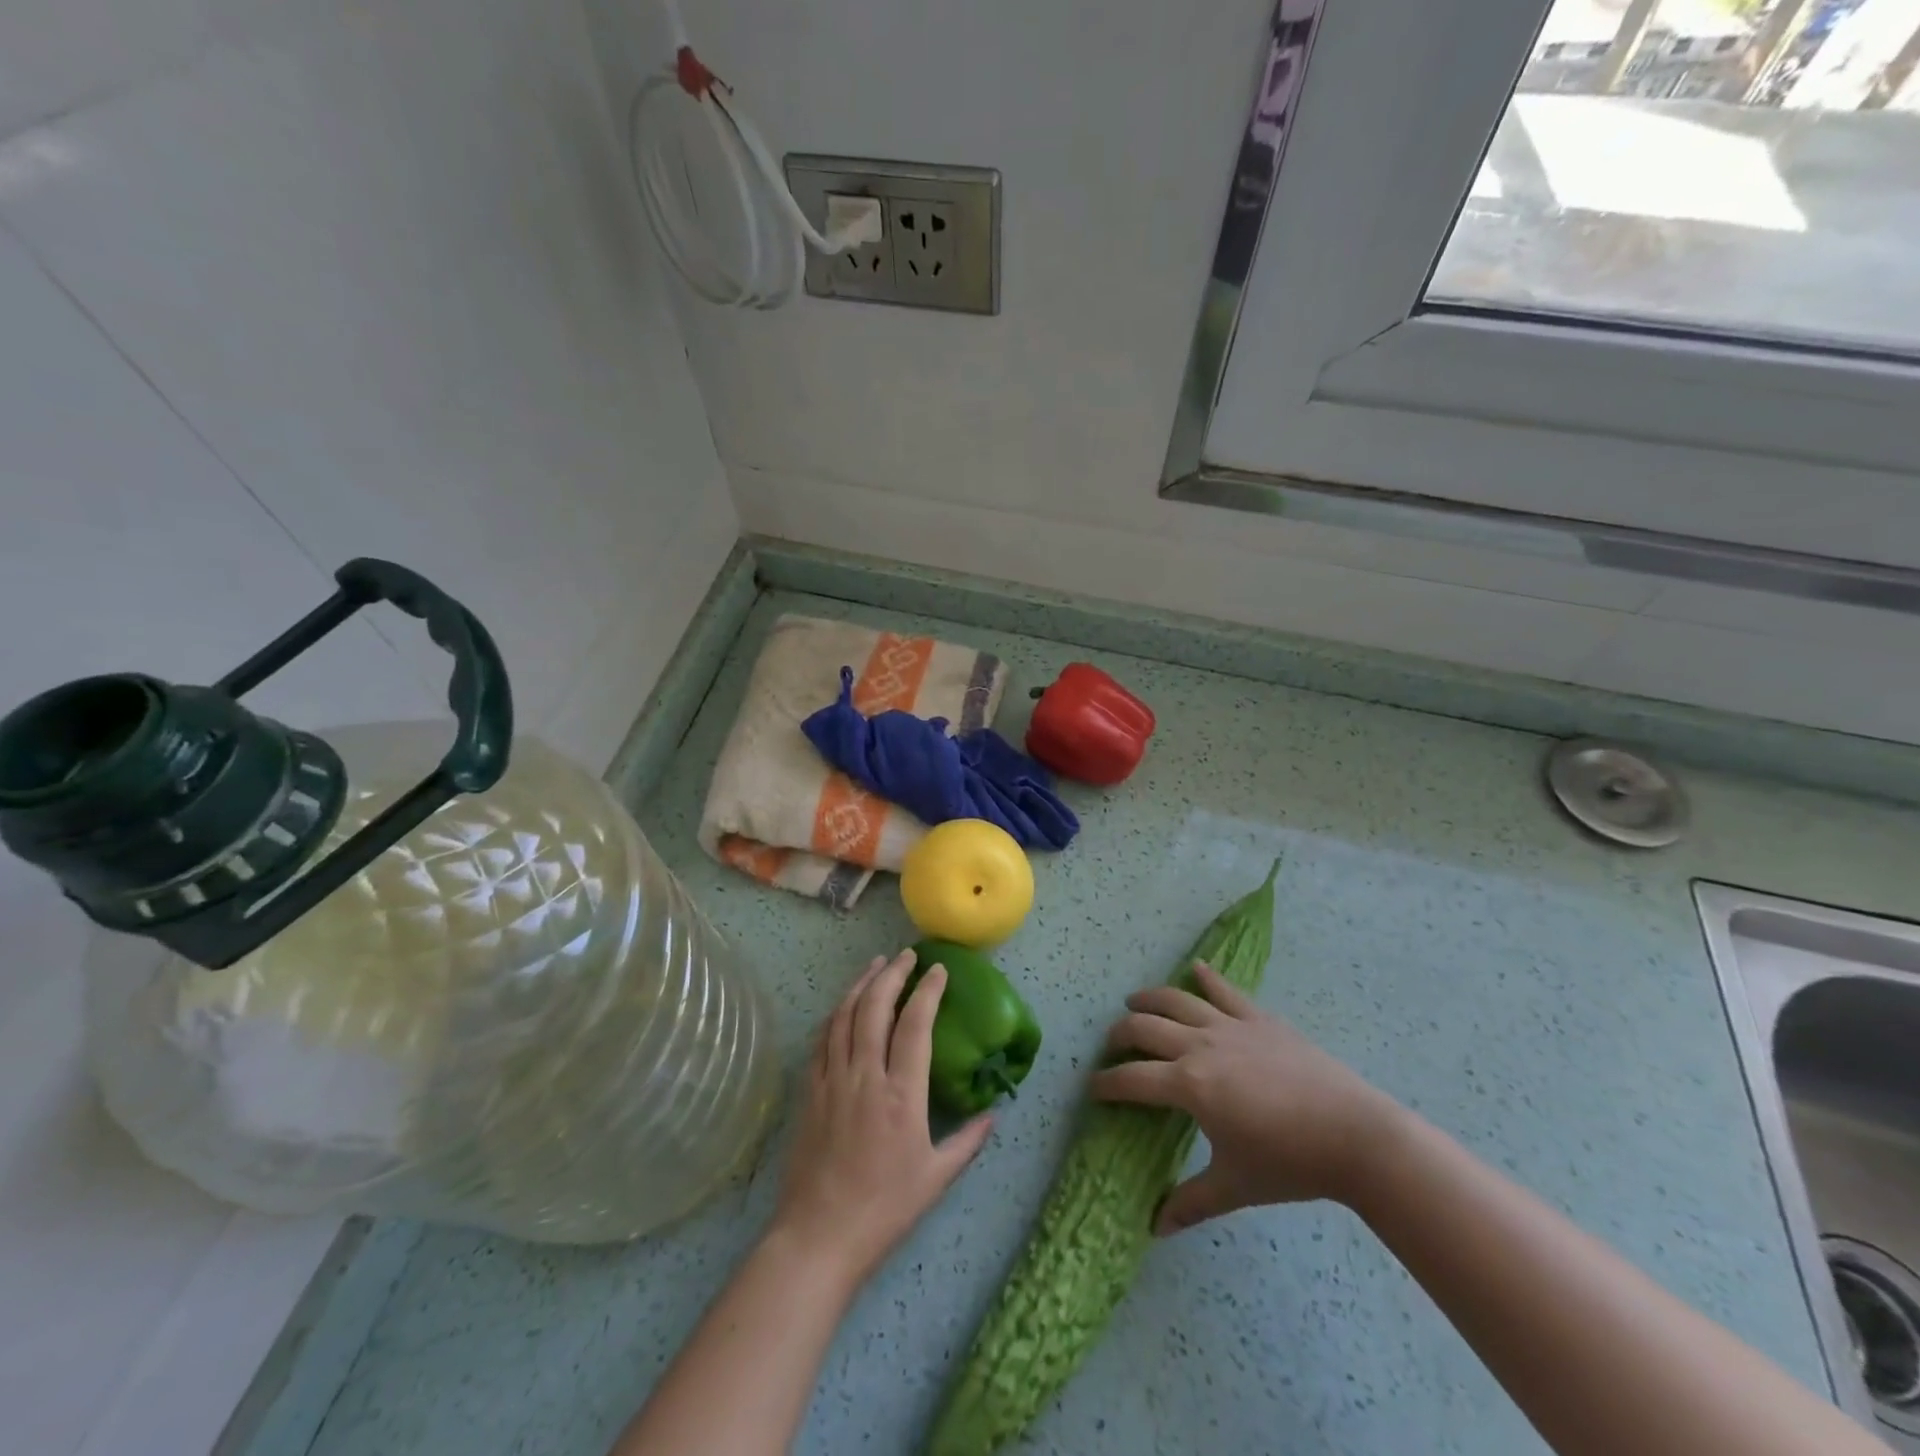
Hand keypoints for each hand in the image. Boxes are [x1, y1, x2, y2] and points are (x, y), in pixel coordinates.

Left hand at [770, 949, 993, 1284]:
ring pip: (844, 1015)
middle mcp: (865, 1075)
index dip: (927, 991)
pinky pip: (822, 1039)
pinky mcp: (809, 1091)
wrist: (819, 1236)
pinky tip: (844, 1005)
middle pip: (875, 1007)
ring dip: (861, 984)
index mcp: (901, 1094)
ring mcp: (832, 1080)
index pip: (915, 1024)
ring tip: (876, 965)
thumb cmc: (884, 1209)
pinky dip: (836, 1013)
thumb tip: (993, 1113)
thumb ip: (968, 1141)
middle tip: (906, 955)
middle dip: (892, 974)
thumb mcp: (936, 1178)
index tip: (938, 970)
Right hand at [1091, 962, 1401, 1234]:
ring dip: (1150, 998)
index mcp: (1189, 1085)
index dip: (1106, 1083)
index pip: (1132, 1079)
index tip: (1093, 1088)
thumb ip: (1191, 1203)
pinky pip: (1225, 991)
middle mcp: (1199, 1046)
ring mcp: (1230, 1026)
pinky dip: (1207, 977)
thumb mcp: (1235, 1186)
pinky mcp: (1259, 1019)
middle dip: (1120, 1034)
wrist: (1355, 1135)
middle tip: (1112, 1045)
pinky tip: (1196, 968)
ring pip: (1177, 1000)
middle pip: (1145, 1028)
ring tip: (1134, 1001)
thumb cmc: (1290, 1163)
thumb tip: (1154, 1228)